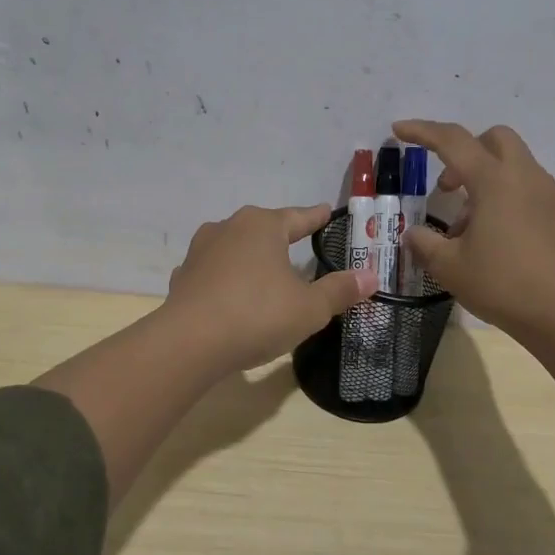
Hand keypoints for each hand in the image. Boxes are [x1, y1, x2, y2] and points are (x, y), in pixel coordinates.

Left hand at [163, 204, 377, 374]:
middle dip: (281, 236)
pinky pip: (212, 272)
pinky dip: (224, 279)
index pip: (298, 217)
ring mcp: (200, 251)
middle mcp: (229, 228)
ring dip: (249, 256)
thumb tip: (371, 276)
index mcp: (263, 226)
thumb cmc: (257, 315)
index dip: (316, 217)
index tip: (326, 211)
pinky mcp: (183, 277)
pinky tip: (228, 293)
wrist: (189, 342)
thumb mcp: (308, 308)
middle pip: (263, 228)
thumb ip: (339, 291)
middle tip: (299, 242)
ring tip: (263, 269)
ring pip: (234, 247)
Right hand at [392, 120, 554, 348]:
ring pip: (510, 161)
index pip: (452, 141)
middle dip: (463, 150)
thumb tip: (414, 235)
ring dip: (482, 176)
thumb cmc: (503, 284)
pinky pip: (524, 184)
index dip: (422, 132)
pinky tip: (490, 234)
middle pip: (492, 138)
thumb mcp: (450, 267)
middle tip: (446, 187)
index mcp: (494, 181)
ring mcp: (545, 193)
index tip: (398, 130)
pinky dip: (502, 193)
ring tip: (464, 224)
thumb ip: (425, 244)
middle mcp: (523, 176)